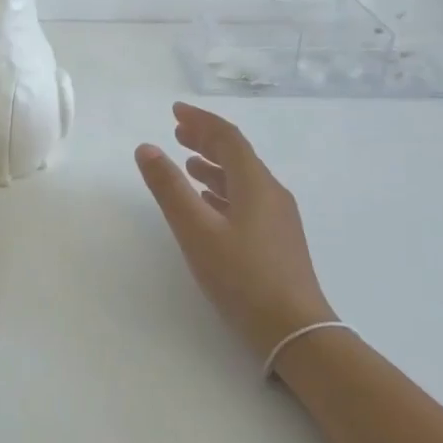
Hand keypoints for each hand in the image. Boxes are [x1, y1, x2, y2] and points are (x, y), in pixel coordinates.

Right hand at [135, 102, 334, 358]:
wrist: (295, 331)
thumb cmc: (242, 277)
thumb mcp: (196, 231)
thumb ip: (169, 188)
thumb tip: (146, 148)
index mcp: (255, 184)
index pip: (227, 138)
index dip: (201, 121)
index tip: (175, 111)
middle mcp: (271, 193)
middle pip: (237, 155)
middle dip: (206, 140)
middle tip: (177, 132)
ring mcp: (278, 218)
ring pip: (242, 179)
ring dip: (213, 165)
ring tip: (187, 164)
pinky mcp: (277, 240)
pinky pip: (246, 200)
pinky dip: (222, 191)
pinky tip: (208, 204)